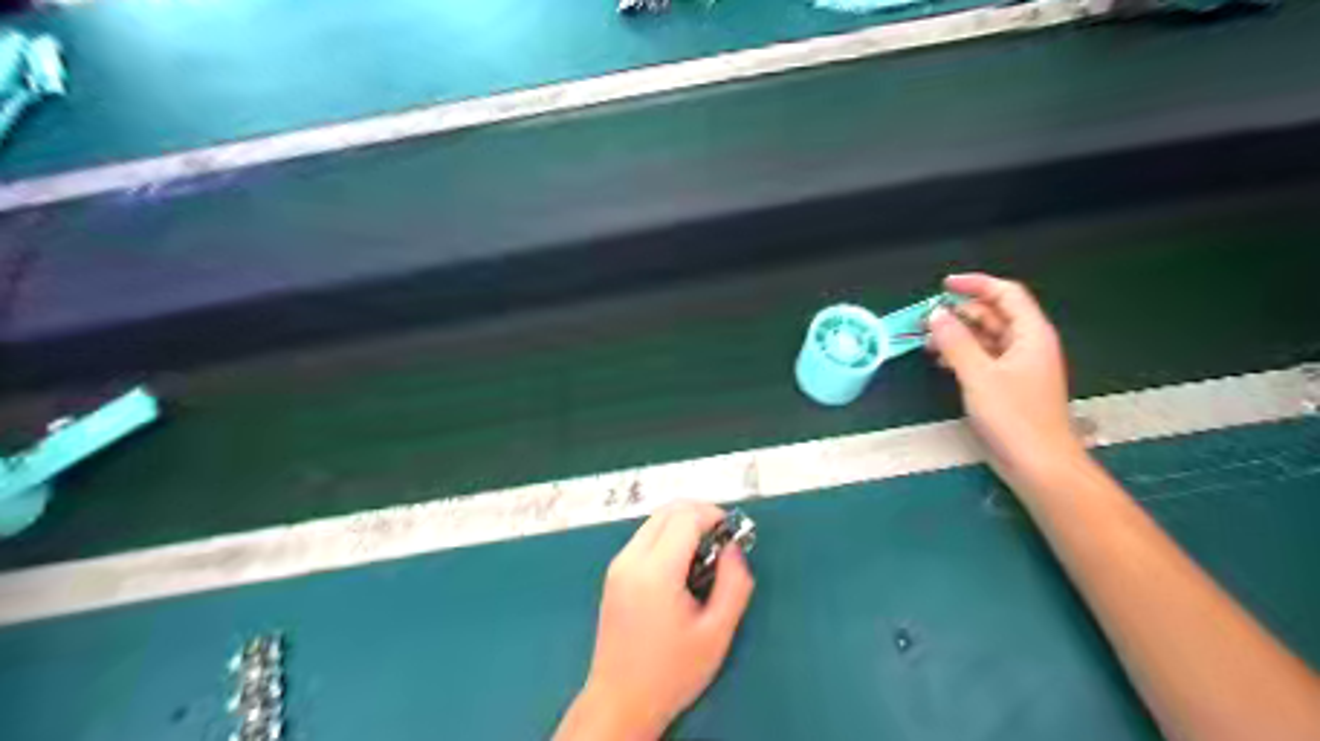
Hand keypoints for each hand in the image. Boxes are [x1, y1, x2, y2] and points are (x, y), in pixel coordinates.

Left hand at [552, 500, 752, 738]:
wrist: (620, 702)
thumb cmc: (672, 672)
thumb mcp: (716, 633)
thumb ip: (734, 584)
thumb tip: (733, 548)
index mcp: (655, 571)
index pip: (685, 517)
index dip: (713, 515)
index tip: (733, 533)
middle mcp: (630, 558)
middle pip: (667, 510)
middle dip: (699, 513)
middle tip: (723, 539)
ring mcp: (618, 565)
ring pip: (654, 521)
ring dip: (683, 524)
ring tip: (706, 555)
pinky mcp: (614, 574)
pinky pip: (644, 538)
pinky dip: (668, 537)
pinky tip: (683, 567)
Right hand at [926, 273, 1082, 496]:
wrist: (1039, 465)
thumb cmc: (1014, 418)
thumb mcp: (979, 376)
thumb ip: (956, 342)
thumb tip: (936, 314)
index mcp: (1031, 334)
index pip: (1006, 294)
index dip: (976, 284)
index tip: (944, 285)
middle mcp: (1027, 345)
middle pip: (994, 315)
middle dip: (961, 313)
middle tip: (927, 319)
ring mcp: (1018, 367)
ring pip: (986, 338)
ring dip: (958, 335)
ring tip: (928, 342)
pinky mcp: (1008, 386)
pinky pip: (984, 359)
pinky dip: (963, 355)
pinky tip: (942, 362)